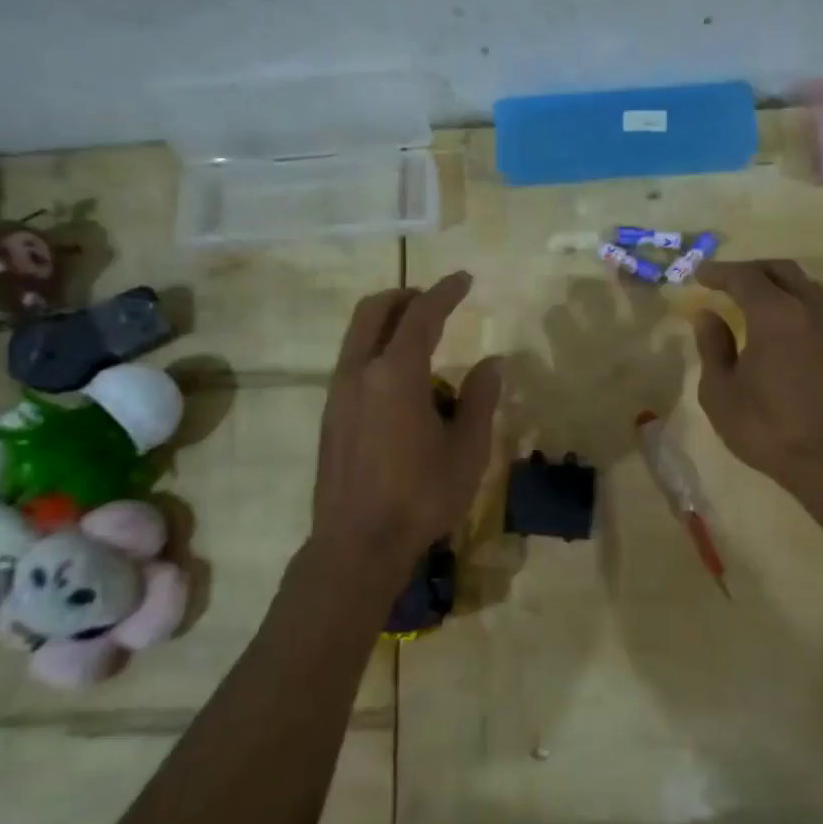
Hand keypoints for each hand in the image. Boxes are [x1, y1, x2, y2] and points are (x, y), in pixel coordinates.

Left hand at [312, 272, 500, 579]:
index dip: (445, 292)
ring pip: (358, 335)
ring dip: (388, 322)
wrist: (357, 544)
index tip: (465, 279)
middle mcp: (359, 372)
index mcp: (396, 374)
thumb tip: (491, 363)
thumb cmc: (421, 496)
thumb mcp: (468, 449)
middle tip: (436, 301)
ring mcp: (338, 393)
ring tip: (422, 340)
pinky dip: (376, 349)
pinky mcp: (330, 415)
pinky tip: (402, 383)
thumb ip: (481, 399)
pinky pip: (353, 361)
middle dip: (406, 296)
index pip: (422, 315)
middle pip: (374, 310)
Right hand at [692, 260, 822, 497]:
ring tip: (754, 296)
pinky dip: (794, 301)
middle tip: (725, 280)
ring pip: (805, 285)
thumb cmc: (765, 427)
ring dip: (777, 282)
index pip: (745, 278)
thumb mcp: (721, 391)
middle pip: (781, 271)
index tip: (698, 274)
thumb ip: (713, 346)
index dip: (719, 272)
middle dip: (750, 269)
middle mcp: (807, 311)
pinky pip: (817, 307)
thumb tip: (707, 315)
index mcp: (775, 315)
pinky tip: (780, 323)